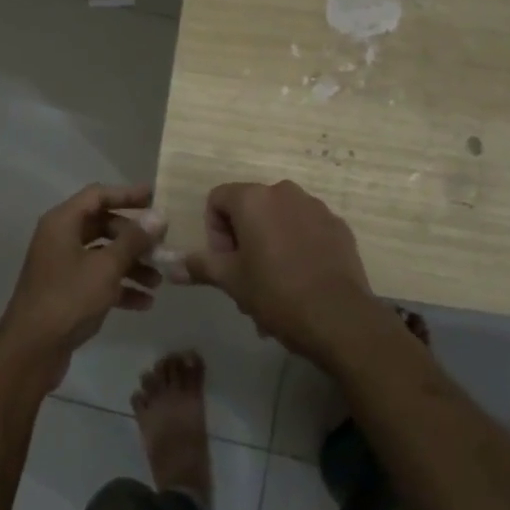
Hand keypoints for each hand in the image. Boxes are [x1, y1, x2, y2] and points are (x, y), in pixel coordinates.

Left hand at [0, 183, 159, 390]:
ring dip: (131, 265)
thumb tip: (158, 216)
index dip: (127, 194)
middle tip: (161, 247)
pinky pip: (97, 279)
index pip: (98, 195)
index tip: (155, 197)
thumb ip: (133, 240)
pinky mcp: (66, 292)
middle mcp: (60, 238)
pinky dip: (119, 287)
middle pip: (103, 225)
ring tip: (158, 281)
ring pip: (103, 255)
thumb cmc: (68, 299)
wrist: (31, 352)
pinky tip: (144, 303)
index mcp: (63, 223)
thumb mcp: (106, 267)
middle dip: (134, 238)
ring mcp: (62, 266)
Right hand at [188, 180, 376, 363]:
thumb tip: (170, 265)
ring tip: (275, 286)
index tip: (226, 264)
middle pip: (250, 208)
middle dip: (243, 240)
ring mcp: (315, 207)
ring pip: (279, 219)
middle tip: (247, 279)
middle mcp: (284, 192)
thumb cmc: (276, 293)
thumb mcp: (232, 281)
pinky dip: (298, 246)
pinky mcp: (338, 225)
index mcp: (254, 198)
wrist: (339, 317)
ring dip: (269, 245)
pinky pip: (307, 228)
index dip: (215, 232)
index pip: (218, 199)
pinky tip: (302, 280)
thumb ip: (200, 265)